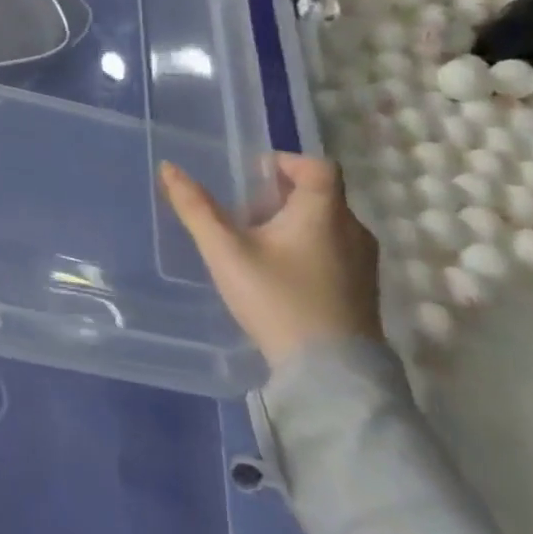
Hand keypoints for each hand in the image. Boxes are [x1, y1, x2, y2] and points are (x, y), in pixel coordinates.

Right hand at [159, 154, 380, 367]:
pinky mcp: (363, 289)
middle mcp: (353, 230)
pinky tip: (279, 271)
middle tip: (244, 210)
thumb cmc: (277, 298)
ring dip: (294, 221)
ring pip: (328, 223)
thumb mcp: (225, 251)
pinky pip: (335, 249)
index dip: (286, 161)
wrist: (330, 372)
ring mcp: (363, 263)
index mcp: (324, 213)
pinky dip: (308, 246)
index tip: (253, 174)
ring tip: (256, 241)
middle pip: (320, 194)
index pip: (317, 166)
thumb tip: (169, 168)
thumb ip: (196, 208)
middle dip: (281, 194)